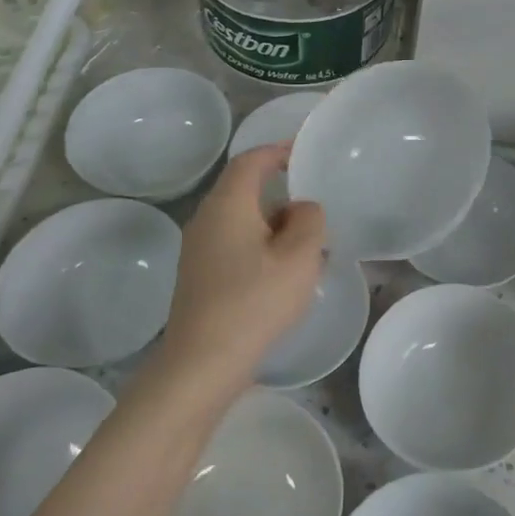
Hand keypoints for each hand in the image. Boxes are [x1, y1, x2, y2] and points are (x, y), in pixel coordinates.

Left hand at [158, 143, 325, 391]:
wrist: (201, 365)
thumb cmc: (254, 302)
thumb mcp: (300, 256)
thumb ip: (309, 220)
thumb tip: (301, 208)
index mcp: (228, 204)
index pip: (251, 160)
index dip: (278, 150)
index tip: (304, 152)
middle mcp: (207, 219)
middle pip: (245, 189)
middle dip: (281, 192)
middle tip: (316, 206)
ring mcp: (198, 249)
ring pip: (241, 220)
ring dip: (274, 224)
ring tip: (308, 245)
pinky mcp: (199, 276)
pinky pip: (234, 244)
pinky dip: (261, 245)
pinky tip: (283, 273)